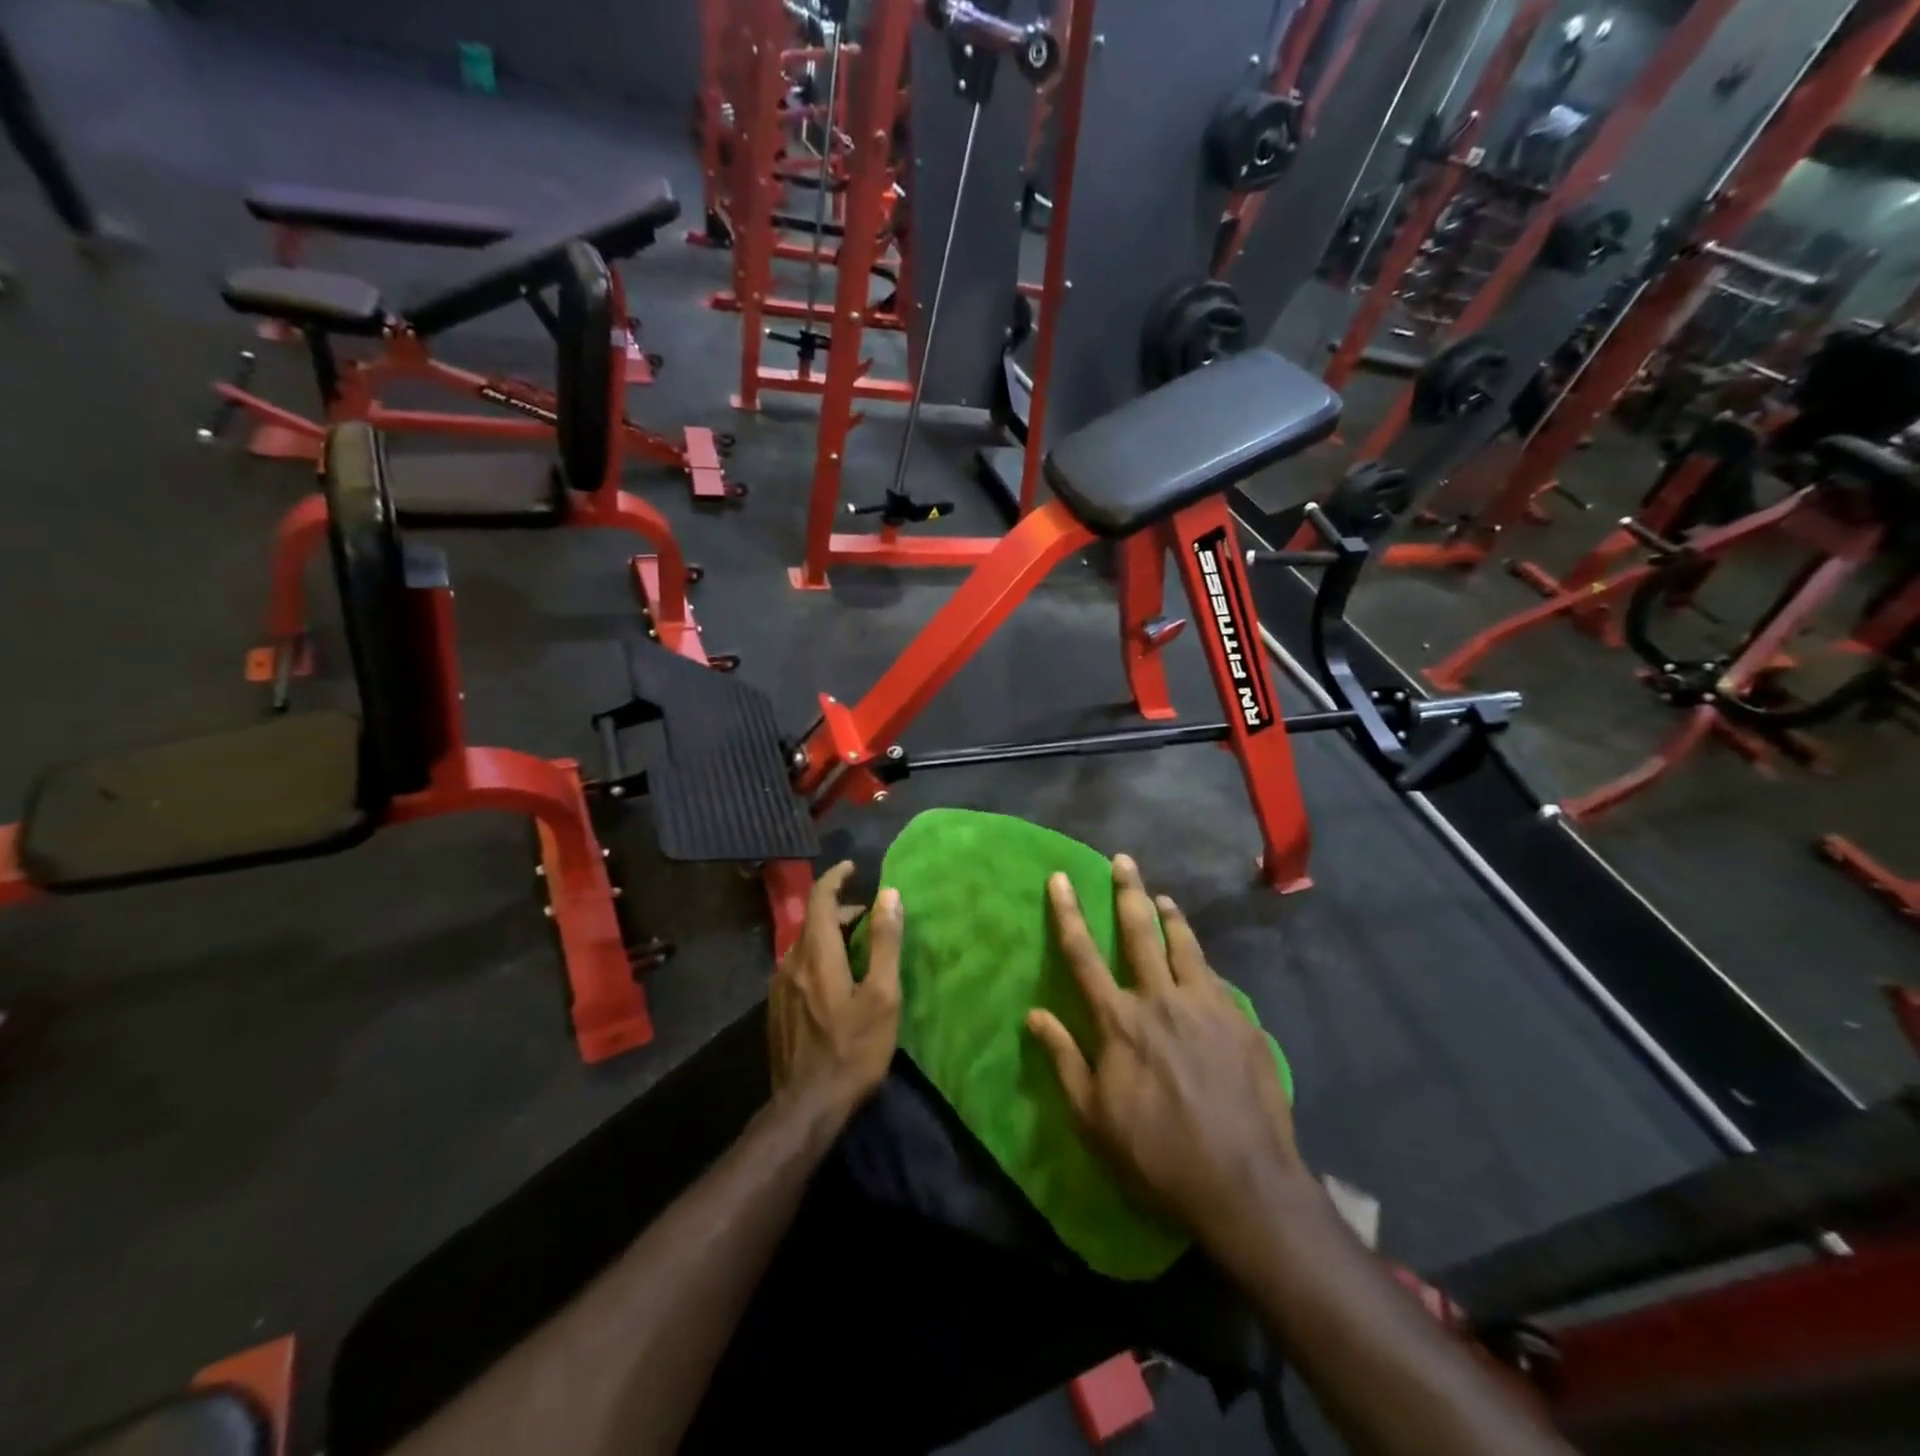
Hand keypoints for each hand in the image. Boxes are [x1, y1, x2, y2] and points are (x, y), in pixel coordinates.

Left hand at [769, 861, 902, 1121]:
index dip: (835, 878)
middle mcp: (791, 962)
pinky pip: (798, 967)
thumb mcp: (882, 995)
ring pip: (804, 945)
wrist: (807, 1107)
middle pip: (812, 922)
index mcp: (816, 954)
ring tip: (856, 947)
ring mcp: (779, 988)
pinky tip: (835, 980)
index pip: (819, 899)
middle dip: (839, 910)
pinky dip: (818, 957)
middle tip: (868, 916)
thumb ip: (884, 942)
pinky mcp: (777, 1010)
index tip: (852, 867)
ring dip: (829, 935)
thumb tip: (889, 894)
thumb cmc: (853, 1049)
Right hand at [1027, 856, 1306, 1254]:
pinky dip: (1200, 958)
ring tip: (1162, 896)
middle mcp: (1160, 1000)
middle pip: (1139, 933)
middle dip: (1128, 892)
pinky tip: (1199, 957)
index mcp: (1119, 1021)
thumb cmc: (1156, 1156)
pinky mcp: (1241, 1022)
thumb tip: (1033, 1014)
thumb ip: (1063, 1060)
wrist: (1244, 1185)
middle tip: (1124, 860)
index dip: (1068, 914)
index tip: (1061, 878)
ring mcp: (1205, 1007)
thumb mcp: (1093, 1118)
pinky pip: (1216, 977)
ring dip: (1170, 916)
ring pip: (1184, 945)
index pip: (1083, 955)